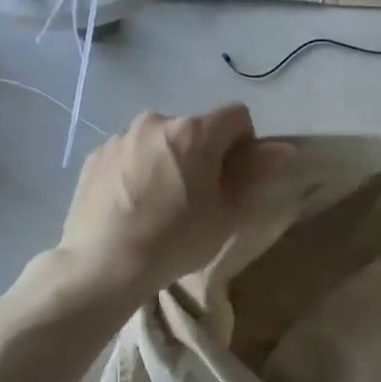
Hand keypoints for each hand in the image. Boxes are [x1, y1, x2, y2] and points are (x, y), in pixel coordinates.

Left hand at [44, 105, 291, 309]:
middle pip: (197, 128)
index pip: (237, 116)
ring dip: (171, 160)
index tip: (235, 177)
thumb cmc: (177, 239)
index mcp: (194, 132)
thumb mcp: (228, 213)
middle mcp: (156, 122)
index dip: (245, 144)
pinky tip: (135, 205)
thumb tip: (284, 150)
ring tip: (163, 203)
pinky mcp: (95, 156)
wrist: (104, 264)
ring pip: (162, 141)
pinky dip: (140, 170)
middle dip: (206, 153)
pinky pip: (131, 154)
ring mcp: (120, 137)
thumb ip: (256, 173)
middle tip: (200, 196)